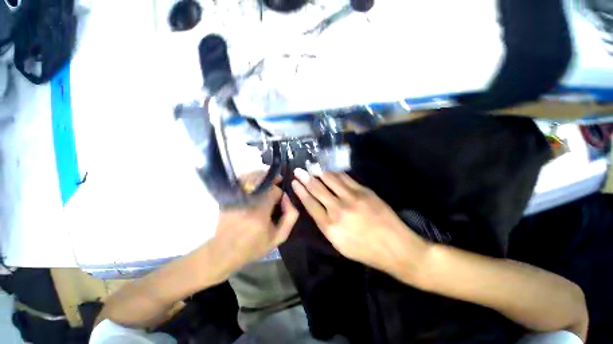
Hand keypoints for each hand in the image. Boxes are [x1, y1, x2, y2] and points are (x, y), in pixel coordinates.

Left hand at [209, 184, 298, 278]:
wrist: (224, 251)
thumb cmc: (253, 246)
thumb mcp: (278, 237)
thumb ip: (290, 216)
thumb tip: (287, 197)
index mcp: (260, 211)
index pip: (275, 190)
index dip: (280, 193)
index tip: (280, 200)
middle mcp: (247, 200)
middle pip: (264, 179)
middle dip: (273, 181)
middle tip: (277, 184)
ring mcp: (235, 196)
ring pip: (252, 176)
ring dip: (263, 176)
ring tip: (268, 182)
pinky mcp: (228, 196)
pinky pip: (242, 179)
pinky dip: (251, 177)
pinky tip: (256, 184)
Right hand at [292, 169, 427, 275]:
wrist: (395, 247)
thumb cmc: (365, 250)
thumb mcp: (339, 244)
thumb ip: (325, 224)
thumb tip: (317, 207)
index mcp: (330, 226)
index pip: (310, 204)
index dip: (301, 191)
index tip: (294, 182)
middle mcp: (338, 209)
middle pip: (318, 189)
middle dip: (306, 178)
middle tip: (298, 170)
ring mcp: (352, 198)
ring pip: (330, 180)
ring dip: (320, 172)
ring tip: (312, 167)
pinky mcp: (364, 191)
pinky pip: (345, 178)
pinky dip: (335, 173)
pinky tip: (329, 170)